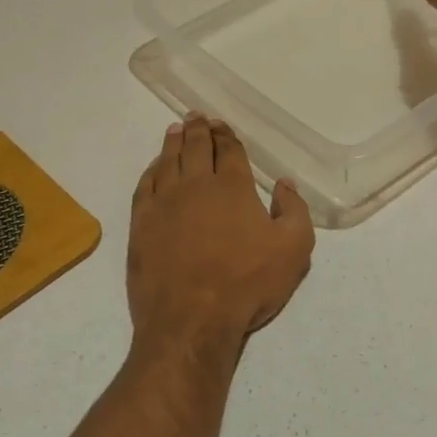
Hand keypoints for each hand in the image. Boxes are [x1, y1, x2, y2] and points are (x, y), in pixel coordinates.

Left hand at [127, 117, 315, 354]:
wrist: (191, 319)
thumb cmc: (247, 283)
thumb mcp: (294, 249)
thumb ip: (294, 210)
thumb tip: (285, 184)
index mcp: (232, 186)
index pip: (228, 150)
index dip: (225, 135)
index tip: (221, 125)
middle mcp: (196, 185)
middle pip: (195, 147)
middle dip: (198, 129)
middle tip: (196, 117)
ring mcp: (164, 203)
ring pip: (168, 161)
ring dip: (173, 142)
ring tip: (176, 130)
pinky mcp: (141, 224)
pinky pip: (145, 186)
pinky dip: (151, 170)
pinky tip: (155, 167)